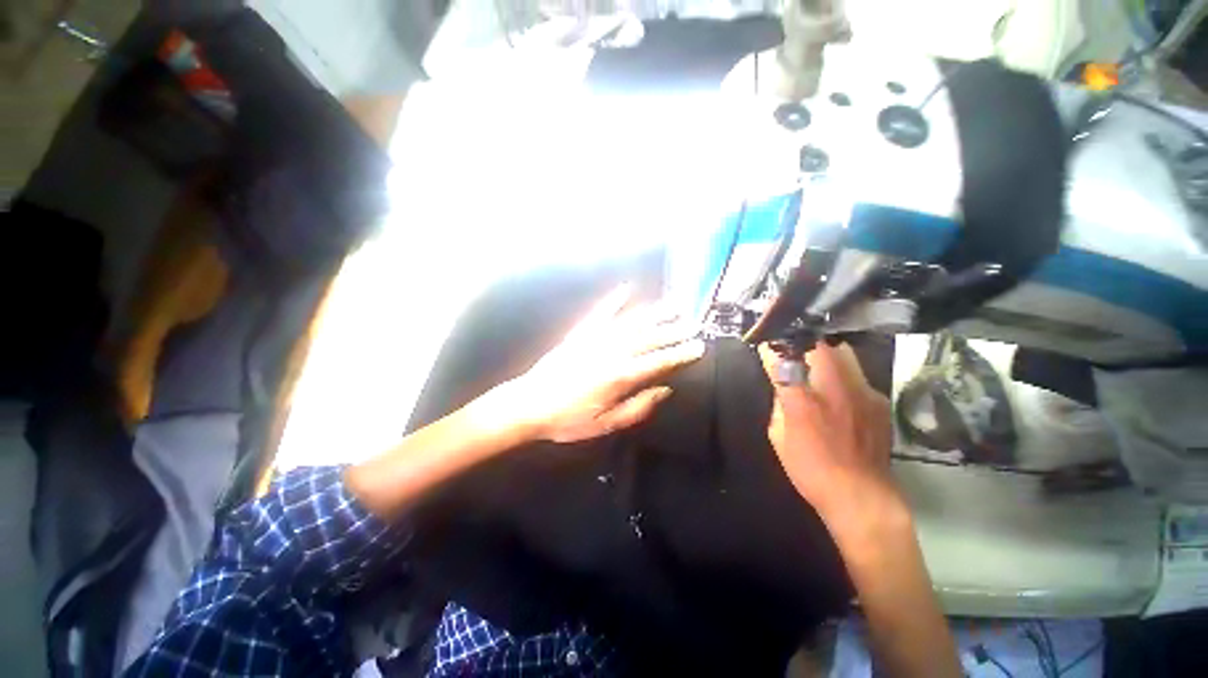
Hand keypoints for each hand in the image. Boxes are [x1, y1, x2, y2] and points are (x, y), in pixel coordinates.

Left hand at [509, 286, 705, 443]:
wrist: (529, 404)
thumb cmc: (568, 420)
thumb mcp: (606, 424)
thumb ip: (637, 407)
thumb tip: (664, 390)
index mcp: (619, 376)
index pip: (658, 362)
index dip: (680, 354)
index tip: (698, 346)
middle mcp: (611, 352)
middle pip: (649, 338)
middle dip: (673, 330)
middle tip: (693, 323)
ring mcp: (595, 339)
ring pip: (631, 322)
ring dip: (653, 312)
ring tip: (672, 304)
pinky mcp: (580, 333)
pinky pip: (600, 312)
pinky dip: (614, 300)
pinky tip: (626, 289)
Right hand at [758, 342, 897, 530]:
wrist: (861, 496)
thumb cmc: (811, 468)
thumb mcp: (778, 436)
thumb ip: (780, 403)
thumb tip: (783, 384)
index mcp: (802, 401)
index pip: (783, 360)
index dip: (773, 349)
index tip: (767, 344)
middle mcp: (835, 389)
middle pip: (821, 345)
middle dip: (803, 342)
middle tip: (793, 350)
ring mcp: (863, 391)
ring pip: (844, 353)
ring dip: (825, 353)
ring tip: (815, 364)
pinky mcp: (879, 400)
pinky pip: (857, 374)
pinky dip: (843, 374)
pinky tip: (838, 391)